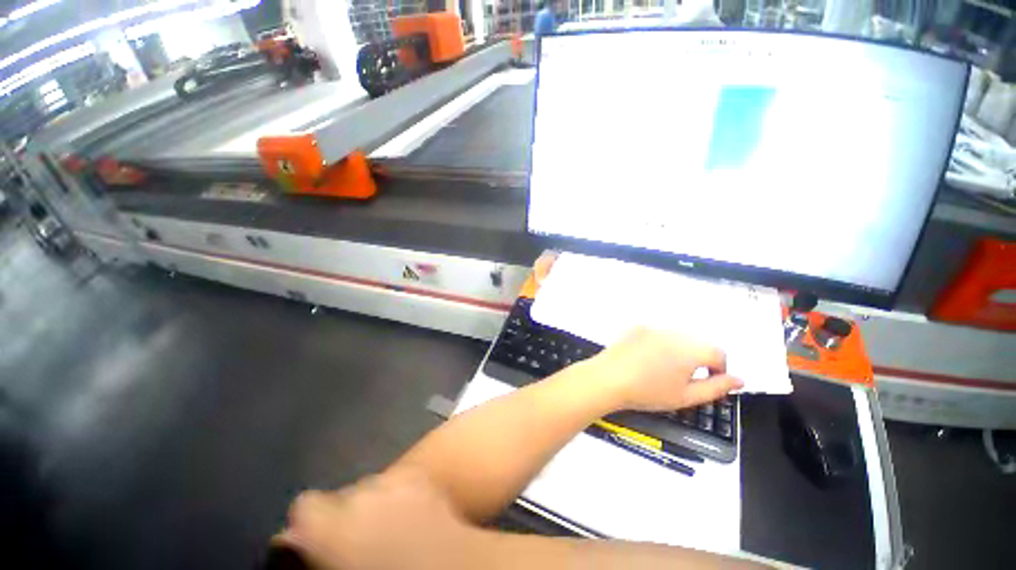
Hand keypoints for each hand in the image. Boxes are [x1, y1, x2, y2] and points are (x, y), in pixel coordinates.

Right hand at [278, 470, 473, 569]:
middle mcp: (361, 493)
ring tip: (387, 527)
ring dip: (373, 502)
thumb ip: (318, 553)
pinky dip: (398, 493)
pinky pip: (399, 480)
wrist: (445, 565)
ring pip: (372, 485)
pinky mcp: (420, 475)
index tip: (313, 539)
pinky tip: (409, 512)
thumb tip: (296, 543)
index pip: (304, 506)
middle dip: (345, 514)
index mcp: (332, 524)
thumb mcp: (339, 569)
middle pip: (343, 495)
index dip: (306, 522)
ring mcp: (394, 479)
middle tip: (359, 541)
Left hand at [580, 327, 742, 412]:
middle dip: (698, 359)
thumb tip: (739, 380)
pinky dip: (659, 343)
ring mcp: (653, 326)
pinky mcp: (637, 326)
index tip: (709, 382)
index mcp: (690, 348)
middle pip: (697, 342)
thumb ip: (716, 388)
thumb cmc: (648, 392)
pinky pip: (656, 333)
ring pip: (677, 337)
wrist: (608, 378)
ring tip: (662, 368)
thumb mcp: (686, 397)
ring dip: (679, 349)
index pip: (718, 353)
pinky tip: (646, 357)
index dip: (719, 369)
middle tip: (683, 378)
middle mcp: (674, 332)